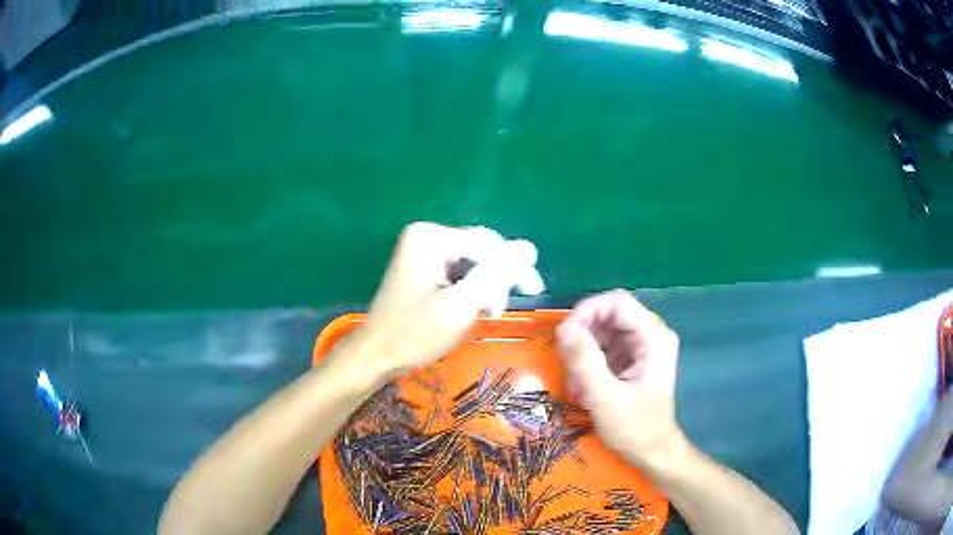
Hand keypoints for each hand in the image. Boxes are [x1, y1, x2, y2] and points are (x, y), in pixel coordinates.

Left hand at [336, 222, 543, 382]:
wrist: (375, 355)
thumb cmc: (415, 334)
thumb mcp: (460, 305)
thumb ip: (496, 274)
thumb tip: (529, 247)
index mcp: (432, 238)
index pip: (488, 244)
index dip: (514, 266)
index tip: (534, 291)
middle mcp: (426, 235)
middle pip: (480, 250)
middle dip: (496, 279)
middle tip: (500, 310)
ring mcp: (421, 249)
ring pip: (471, 261)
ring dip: (484, 286)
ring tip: (485, 313)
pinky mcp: (420, 264)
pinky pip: (457, 269)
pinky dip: (468, 288)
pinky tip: (470, 307)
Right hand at [556, 290, 683, 468]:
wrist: (652, 453)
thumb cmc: (635, 429)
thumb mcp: (606, 398)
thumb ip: (585, 362)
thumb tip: (563, 327)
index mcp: (653, 337)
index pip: (616, 302)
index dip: (587, 311)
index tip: (563, 335)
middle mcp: (650, 335)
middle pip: (608, 314)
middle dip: (583, 336)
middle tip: (566, 364)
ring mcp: (641, 346)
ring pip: (603, 330)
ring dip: (582, 351)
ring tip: (574, 381)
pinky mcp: (631, 359)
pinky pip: (604, 346)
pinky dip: (588, 362)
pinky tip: (582, 386)